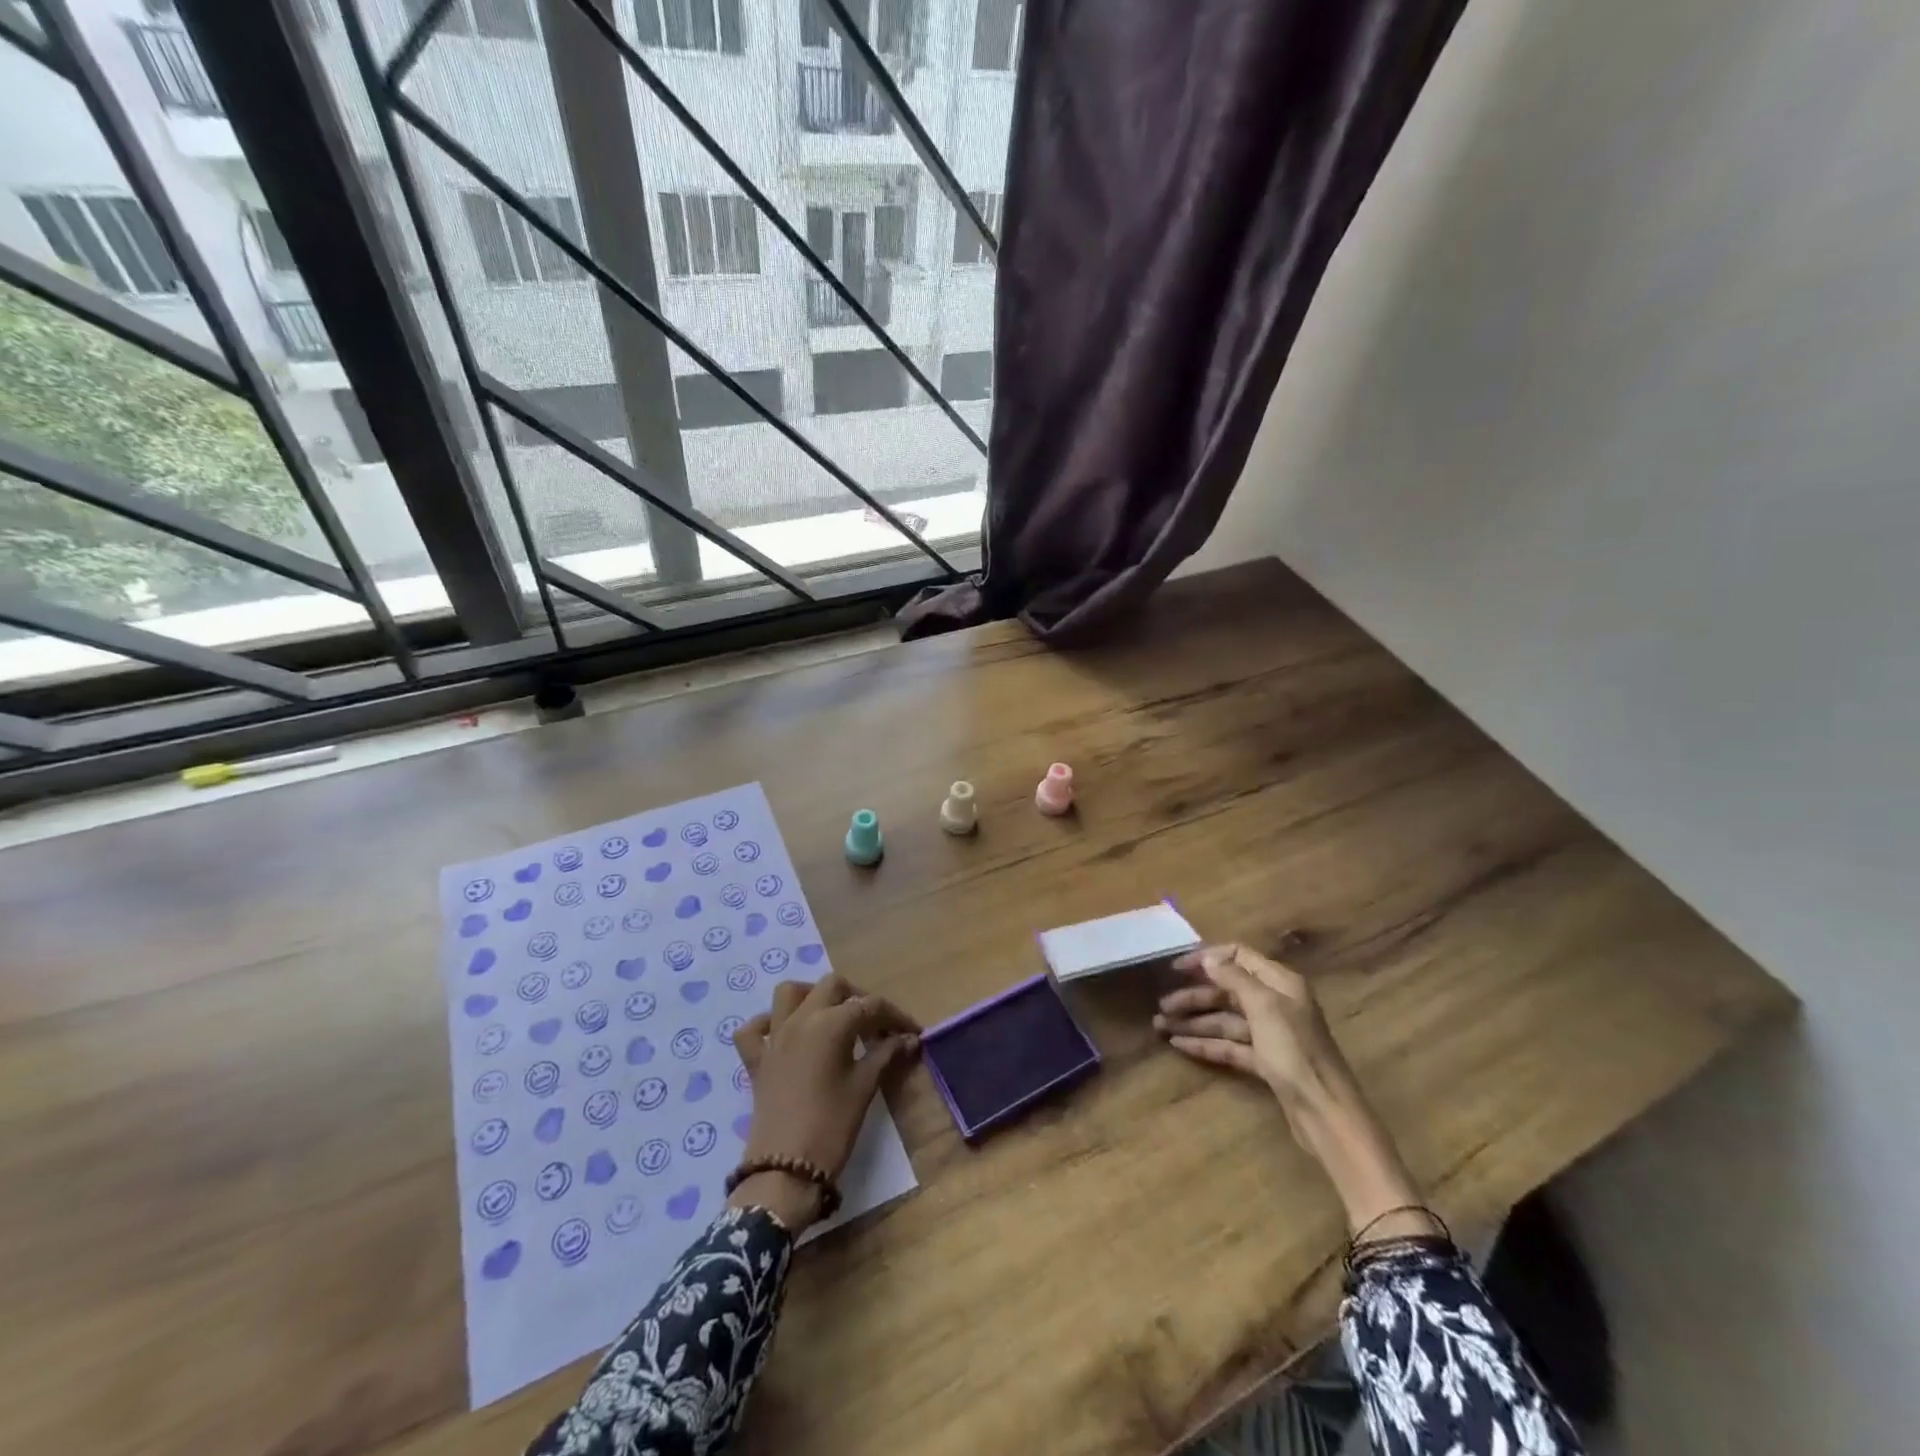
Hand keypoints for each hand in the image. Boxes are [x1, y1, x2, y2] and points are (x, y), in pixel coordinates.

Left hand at [729, 975, 918, 1229]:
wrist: (784, 1170)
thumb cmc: (832, 1126)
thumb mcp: (864, 1087)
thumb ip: (886, 1055)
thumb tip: (909, 1039)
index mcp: (830, 1023)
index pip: (870, 1006)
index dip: (895, 1016)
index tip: (913, 1032)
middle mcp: (800, 1019)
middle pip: (832, 986)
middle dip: (857, 998)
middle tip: (875, 1025)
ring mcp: (774, 1037)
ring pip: (789, 993)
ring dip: (812, 996)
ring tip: (831, 1017)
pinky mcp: (756, 1060)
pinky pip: (754, 1029)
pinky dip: (768, 1024)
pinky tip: (784, 1036)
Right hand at [1154, 943, 1354, 1115]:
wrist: (1325, 1112)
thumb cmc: (1295, 1051)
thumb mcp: (1264, 1006)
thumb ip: (1234, 978)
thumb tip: (1208, 957)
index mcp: (1280, 982)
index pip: (1238, 957)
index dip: (1206, 959)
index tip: (1176, 968)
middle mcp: (1275, 1003)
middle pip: (1227, 991)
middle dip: (1194, 996)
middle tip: (1162, 1005)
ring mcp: (1270, 1034)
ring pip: (1224, 1020)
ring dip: (1193, 1021)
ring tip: (1160, 1026)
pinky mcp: (1265, 1061)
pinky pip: (1229, 1045)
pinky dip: (1205, 1044)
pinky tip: (1179, 1045)